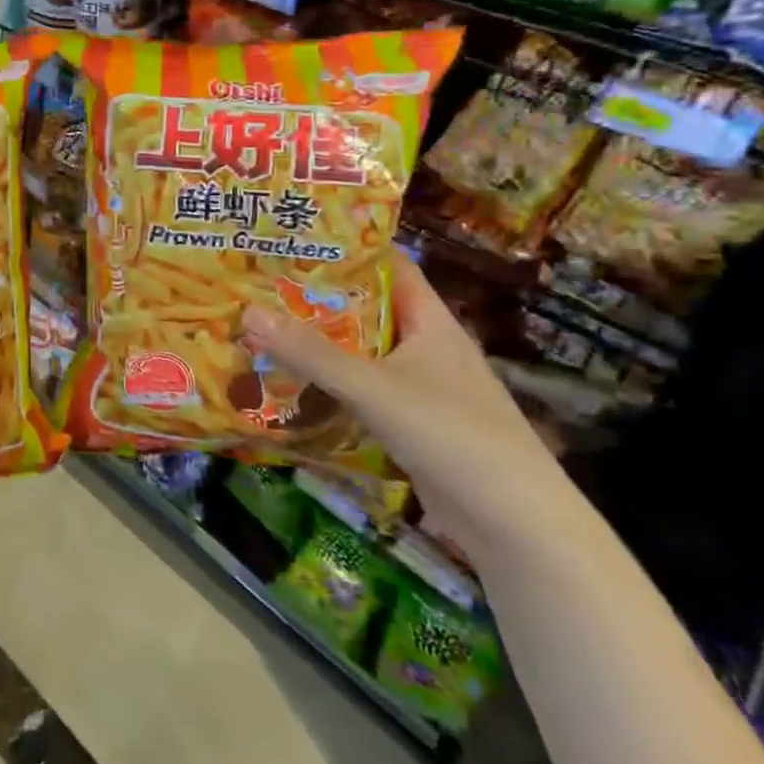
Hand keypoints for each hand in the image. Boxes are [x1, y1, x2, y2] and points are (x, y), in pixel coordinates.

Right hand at [241, 253, 573, 563]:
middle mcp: (427, 347)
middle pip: (367, 308)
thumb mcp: (374, 388)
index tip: (296, 237)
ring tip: (263, 324)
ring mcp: (421, 387)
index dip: (347, 248)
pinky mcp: (411, 423)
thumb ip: (311, 353)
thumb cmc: (453, 435)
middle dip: (318, 296)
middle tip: (261, 281)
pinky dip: (329, 381)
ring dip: (319, 342)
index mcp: (432, 322)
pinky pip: (361, 389)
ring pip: (361, 351)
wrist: (516, 526)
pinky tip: (290, 381)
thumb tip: (247, 312)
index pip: (390, 266)